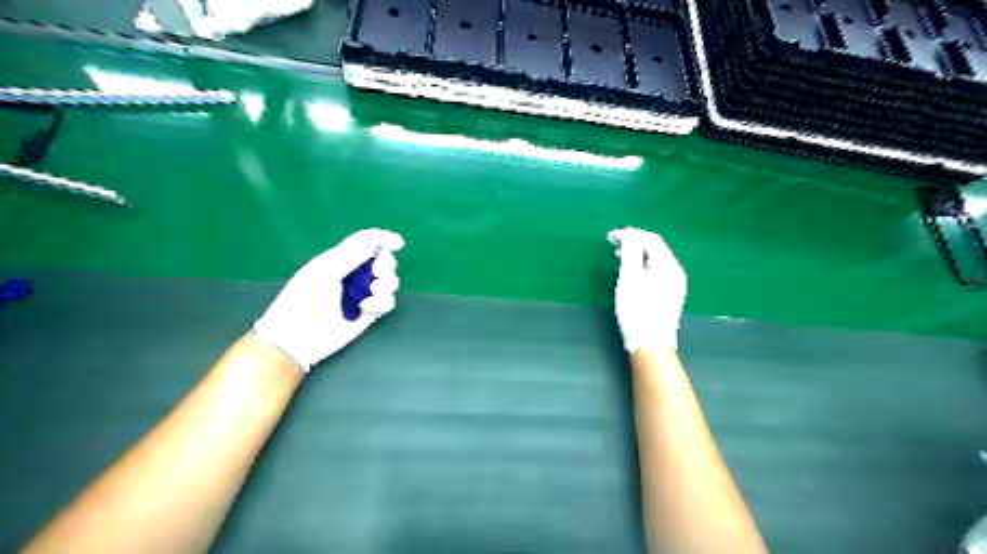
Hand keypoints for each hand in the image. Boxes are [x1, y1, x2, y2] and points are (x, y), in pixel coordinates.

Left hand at [257, 226, 407, 370]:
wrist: (298, 337)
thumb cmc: (304, 300)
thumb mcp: (326, 271)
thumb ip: (352, 253)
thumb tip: (376, 239)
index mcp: (340, 259)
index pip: (367, 242)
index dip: (383, 239)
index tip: (398, 243)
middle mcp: (354, 275)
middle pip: (383, 261)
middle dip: (386, 265)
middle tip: (377, 273)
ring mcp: (363, 294)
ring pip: (389, 282)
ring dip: (387, 284)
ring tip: (374, 291)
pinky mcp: (369, 313)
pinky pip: (387, 302)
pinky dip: (382, 302)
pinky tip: (366, 307)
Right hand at [611, 228, 687, 352]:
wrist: (650, 344)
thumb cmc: (637, 310)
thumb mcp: (629, 278)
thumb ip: (630, 252)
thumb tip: (629, 234)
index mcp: (668, 265)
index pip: (651, 240)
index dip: (630, 234)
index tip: (610, 237)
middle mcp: (676, 272)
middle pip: (655, 248)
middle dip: (634, 242)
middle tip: (613, 243)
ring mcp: (675, 285)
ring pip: (655, 260)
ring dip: (637, 254)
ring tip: (619, 256)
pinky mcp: (670, 295)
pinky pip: (656, 271)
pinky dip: (642, 266)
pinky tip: (631, 273)